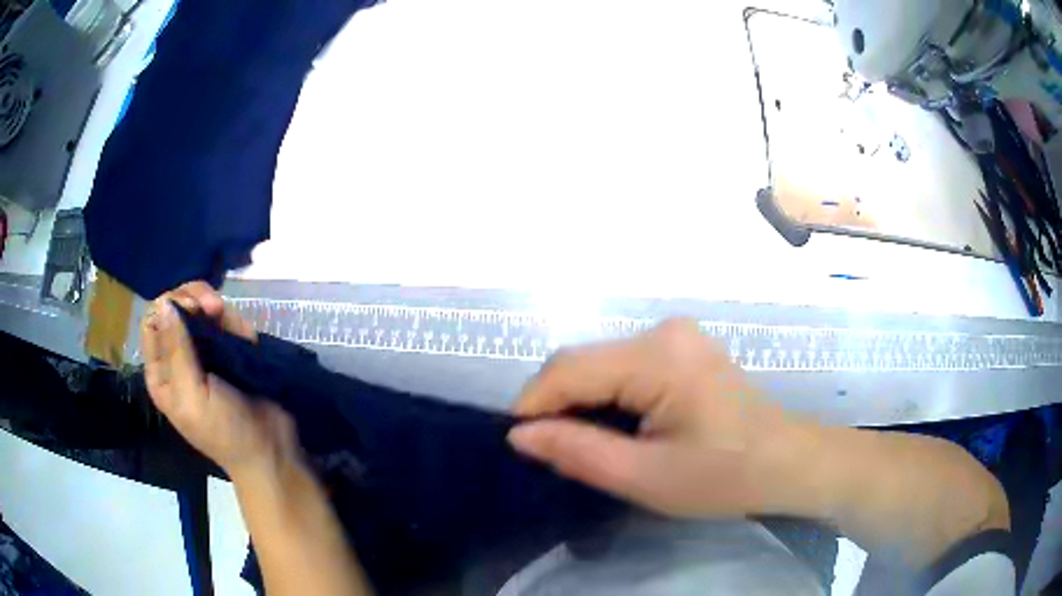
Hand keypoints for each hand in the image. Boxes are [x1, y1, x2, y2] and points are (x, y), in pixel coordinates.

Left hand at [141, 283, 300, 479]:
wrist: (270, 449)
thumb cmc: (225, 430)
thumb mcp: (193, 395)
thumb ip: (177, 350)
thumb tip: (165, 303)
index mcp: (162, 374)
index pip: (153, 322)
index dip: (170, 305)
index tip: (194, 309)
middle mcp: (178, 359)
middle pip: (175, 308)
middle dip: (194, 299)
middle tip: (215, 307)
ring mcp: (204, 353)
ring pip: (200, 310)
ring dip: (217, 308)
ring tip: (238, 326)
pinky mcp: (228, 352)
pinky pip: (225, 322)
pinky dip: (235, 321)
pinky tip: (247, 336)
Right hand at [508, 319, 790, 517]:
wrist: (786, 462)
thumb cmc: (724, 476)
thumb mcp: (646, 477)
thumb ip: (578, 452)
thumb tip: (519, 435)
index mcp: (658, 356)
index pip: (569, 368)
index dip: (532, 404)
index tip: (518, 446)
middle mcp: (663, 331)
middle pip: (582, 362)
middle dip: (556, 406)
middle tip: (552, 455)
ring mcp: (675, 336)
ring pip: (599, 364)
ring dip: (580, 403)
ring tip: (581, 446)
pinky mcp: (680, 348)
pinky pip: (622, 367)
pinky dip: (605, 397)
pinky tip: (614, 428)